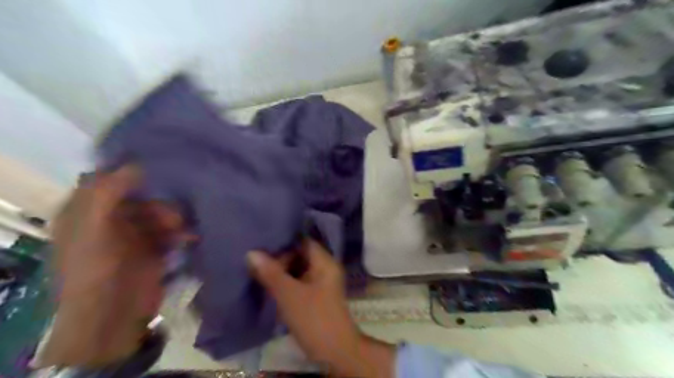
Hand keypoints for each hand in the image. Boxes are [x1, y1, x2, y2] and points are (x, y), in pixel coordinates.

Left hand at [39, 164, 186, 365]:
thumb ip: (108, 192)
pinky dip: (183, 231)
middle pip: (141, 195)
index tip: (161, 163)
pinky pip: (173, 229)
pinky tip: (190, 235)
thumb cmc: (96, 269)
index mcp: (86, 211)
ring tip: (182, 227)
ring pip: (161, 211)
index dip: (131, 169)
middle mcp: (111, 218)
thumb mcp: (92, 227)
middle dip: (160, 200)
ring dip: (174, 216)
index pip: (109, 179)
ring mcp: (135, 233)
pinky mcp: (156, 246)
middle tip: (173, 210)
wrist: (113, 314)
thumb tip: (136, 164)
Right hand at [247, 240, 396, 375]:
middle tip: (257, 259)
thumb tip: (251, 252)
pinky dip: (285, 281)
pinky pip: (298, 281)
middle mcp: (324, 268)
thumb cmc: (314, 318)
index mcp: (324, 262)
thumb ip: (271, 273)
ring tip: (258, 269)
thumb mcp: (289, 294)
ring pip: (298, 268)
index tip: (263, 241)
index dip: (284, 240)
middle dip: (280, 257)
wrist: (334, 350)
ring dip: (281, 270)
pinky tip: (269, 283)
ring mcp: (320, 282)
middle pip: (300, 254)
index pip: (303, 241)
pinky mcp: (315, 295)